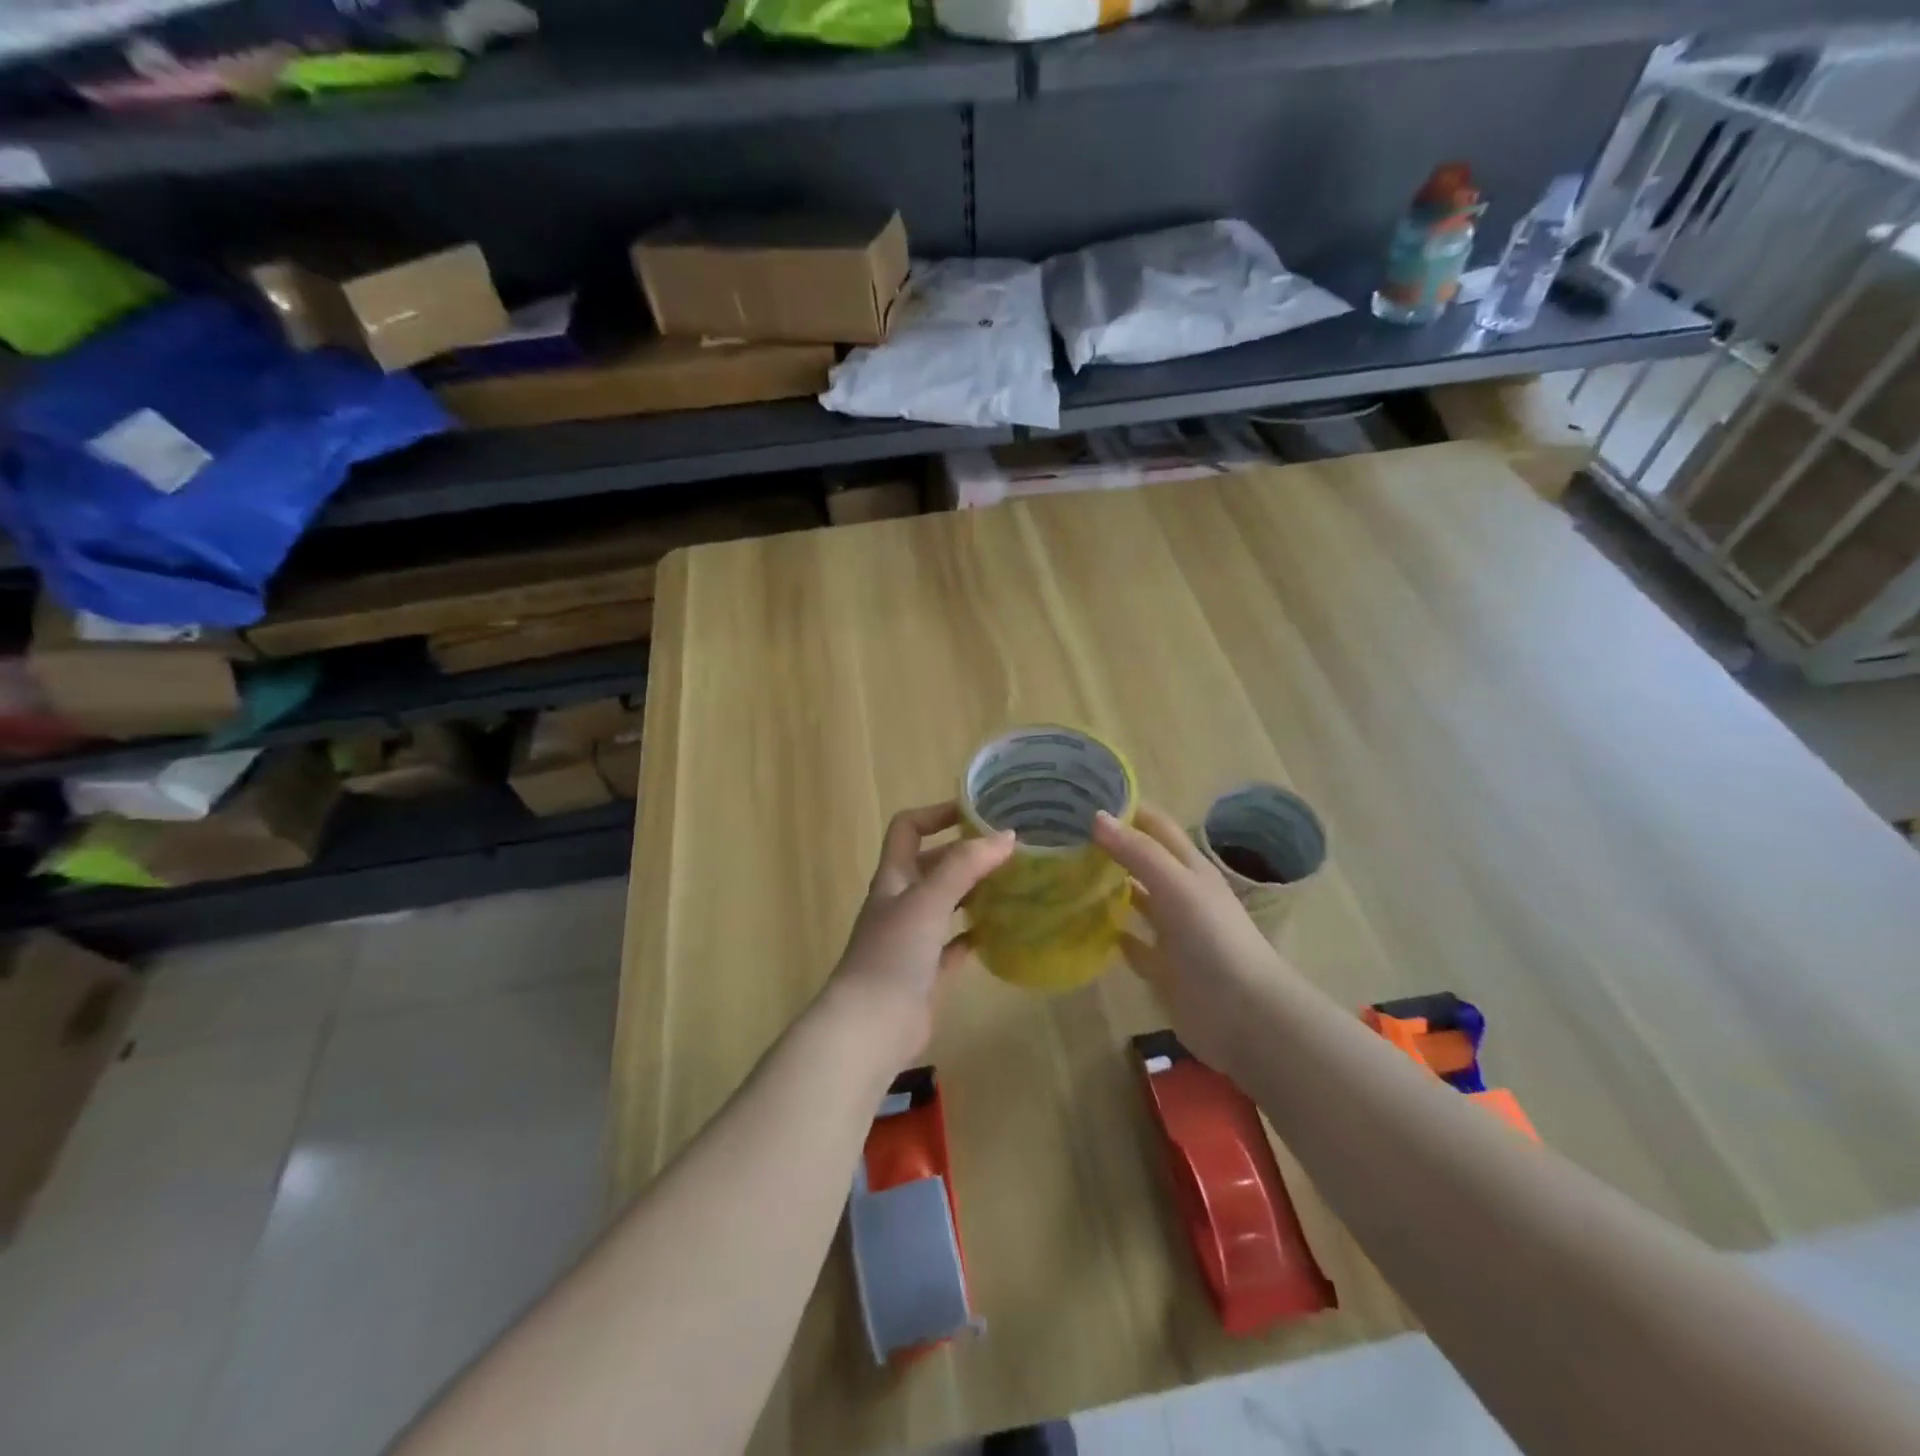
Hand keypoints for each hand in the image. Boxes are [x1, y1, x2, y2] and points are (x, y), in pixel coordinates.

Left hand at [818, 802, 1015, 1076]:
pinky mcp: (926, 972)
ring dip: (973, 891)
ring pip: (946, 903)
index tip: (977, 812)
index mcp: (894, 878)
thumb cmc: (894, 953)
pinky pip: (954, 945)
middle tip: (1008, 851)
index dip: (937, 814)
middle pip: (932, 865)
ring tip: (1012, 884)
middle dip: (965, 854)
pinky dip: (974, 934)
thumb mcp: (929, 899)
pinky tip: (1001, 931)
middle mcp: (901, 902)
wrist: (872, 1026)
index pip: (908, 829)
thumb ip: (965, 865)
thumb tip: (1006, 836)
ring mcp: (912, 938)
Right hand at [1093, 804, 1294, 1075]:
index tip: (1084, 798)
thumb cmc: (1212, 938)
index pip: (1155, 826)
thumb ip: (1137, 852)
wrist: (1243, 1013)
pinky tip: (1084, 927)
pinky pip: (1131, 945)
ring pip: (1135, 901)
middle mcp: (1180, 895)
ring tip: (1066, 875)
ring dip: (1108, 889)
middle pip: (1142, 862)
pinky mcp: (1162, 968)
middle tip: (1063, 836)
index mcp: (1190, 868)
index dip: (1127, 809)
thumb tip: (1096, 817)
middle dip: (1110, 847)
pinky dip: (1112, 934)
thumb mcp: (1176, 884)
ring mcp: (1172, 933)